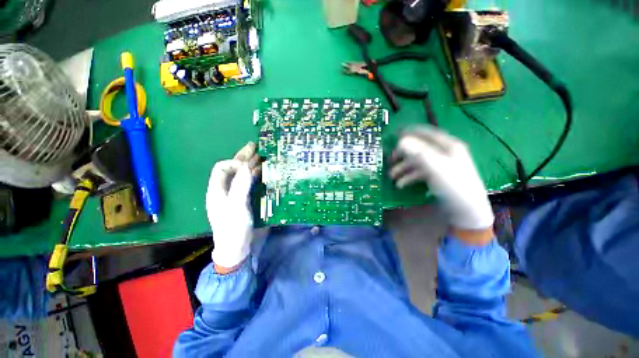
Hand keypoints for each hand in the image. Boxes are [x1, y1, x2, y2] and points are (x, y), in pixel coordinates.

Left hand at [206, 143, 260, 269]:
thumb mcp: (237, 206)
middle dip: (243, 157)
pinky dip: (254, 176)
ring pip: (241, 175)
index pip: (222, 168)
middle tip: (254, 146)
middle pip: (232, 169)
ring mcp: (234, 195)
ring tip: (260, 156)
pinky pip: (248, 183)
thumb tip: (246, 165)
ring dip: (250, 165)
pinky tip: (261, 172)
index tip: (248, 165)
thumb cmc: (234, 227)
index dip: (235, 162)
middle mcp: (224, 190)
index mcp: (217, 190)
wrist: (236, 248)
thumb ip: (241, 185)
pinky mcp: (243, 200)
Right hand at [390, 125, 493, 231]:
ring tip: (391, 176)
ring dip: (403, 167)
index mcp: (448, 145)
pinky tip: (400, 184)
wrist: (466, 211)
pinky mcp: (436, 177)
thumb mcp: (435, 166)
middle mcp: (444, 153)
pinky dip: (409, 177)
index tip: (393, 134)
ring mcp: (440, 166)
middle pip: (419, 148)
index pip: (426, 133)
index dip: (409, 132)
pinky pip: (419, 173)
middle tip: (390, 159)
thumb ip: (417, 152)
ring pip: (417, 162)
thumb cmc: (453, 185)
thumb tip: (401, 141)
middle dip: (403, 153)